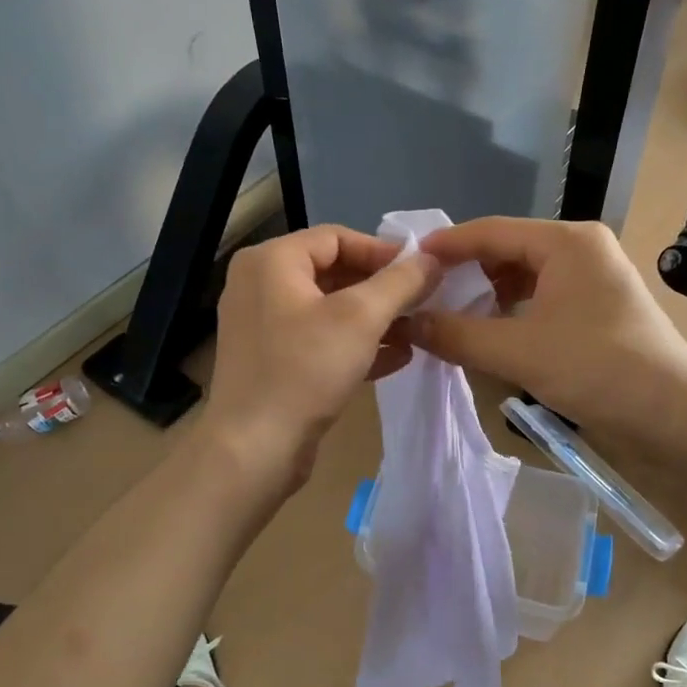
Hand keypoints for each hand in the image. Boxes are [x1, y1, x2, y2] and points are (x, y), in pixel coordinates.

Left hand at [200, 225, 440, 491]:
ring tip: (416, 331)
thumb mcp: (361, 318)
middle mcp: (261, 286)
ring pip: (330, 310)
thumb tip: (432, 258)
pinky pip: (320, 341)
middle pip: (333, 272)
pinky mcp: (273, 362)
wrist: (254, 449)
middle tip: (423, 302)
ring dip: (375, 319)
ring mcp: (264, 327)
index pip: (336, 237)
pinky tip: (396, 358)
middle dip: (382, 289)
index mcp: (271, 261)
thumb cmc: (305, 370)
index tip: (423, 272)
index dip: (383, 252)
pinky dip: (355, 345)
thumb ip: (401, 282)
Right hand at [411, 217, 686, 435]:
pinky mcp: (598, 312)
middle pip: (508, 252)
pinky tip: (489, 337)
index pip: (491, 231)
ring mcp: (593, 281)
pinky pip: (542, 301)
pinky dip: (512, 316)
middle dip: (466, 275)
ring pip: (524, 279)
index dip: (446, 247)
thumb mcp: (518, 352)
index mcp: (566, 242)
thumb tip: (410, 323)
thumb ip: (459, 334)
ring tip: (450, 319)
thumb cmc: (598, 370)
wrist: (677, 417)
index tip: (405, 263)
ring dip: (487, 298)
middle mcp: (581, 250)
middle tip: (424, 297)